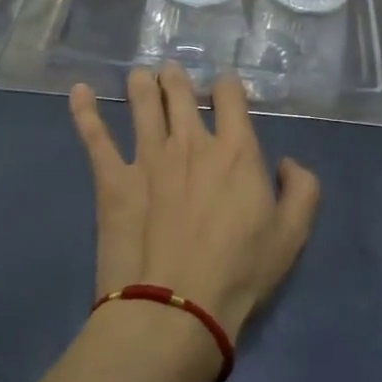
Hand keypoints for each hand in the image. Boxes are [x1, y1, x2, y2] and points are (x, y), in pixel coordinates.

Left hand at [69, 64, 320, 340]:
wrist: (174, 309)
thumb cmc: (239, 272)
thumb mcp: (292, 235)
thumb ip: (302, 189)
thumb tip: (289, 163)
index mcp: (235, 149)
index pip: (229, 95)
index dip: (227, 85)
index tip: (224, 88)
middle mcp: (190, 142)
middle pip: (179, 92)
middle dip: (176, 77)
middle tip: (171, 71)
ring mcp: (148, 158)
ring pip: (141, 104)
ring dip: (141, 84)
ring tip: (140, 75)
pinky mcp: (113, 181)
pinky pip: (95, 138)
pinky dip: (85, 111)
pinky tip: (79, 91)